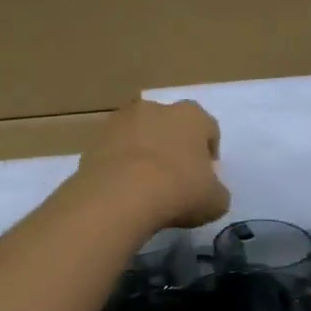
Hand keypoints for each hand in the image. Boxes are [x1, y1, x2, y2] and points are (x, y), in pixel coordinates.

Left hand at [77, 99, 230, 229]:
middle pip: (169, 126)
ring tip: (143, 186)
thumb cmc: (178, 191)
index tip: (204, 177)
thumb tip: (209, 191)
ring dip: (143, 153)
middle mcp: (156, 108)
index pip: (207, 128)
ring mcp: (120, 121)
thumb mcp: (215, 202)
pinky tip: (122, 190)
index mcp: (191, 115)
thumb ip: (216, 191)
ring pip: (138, 135)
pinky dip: (118, 165)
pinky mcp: (94, 139)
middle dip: (172, 147)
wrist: (121, 195)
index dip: (208, 153)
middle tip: (173, 179)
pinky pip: (114, 151)